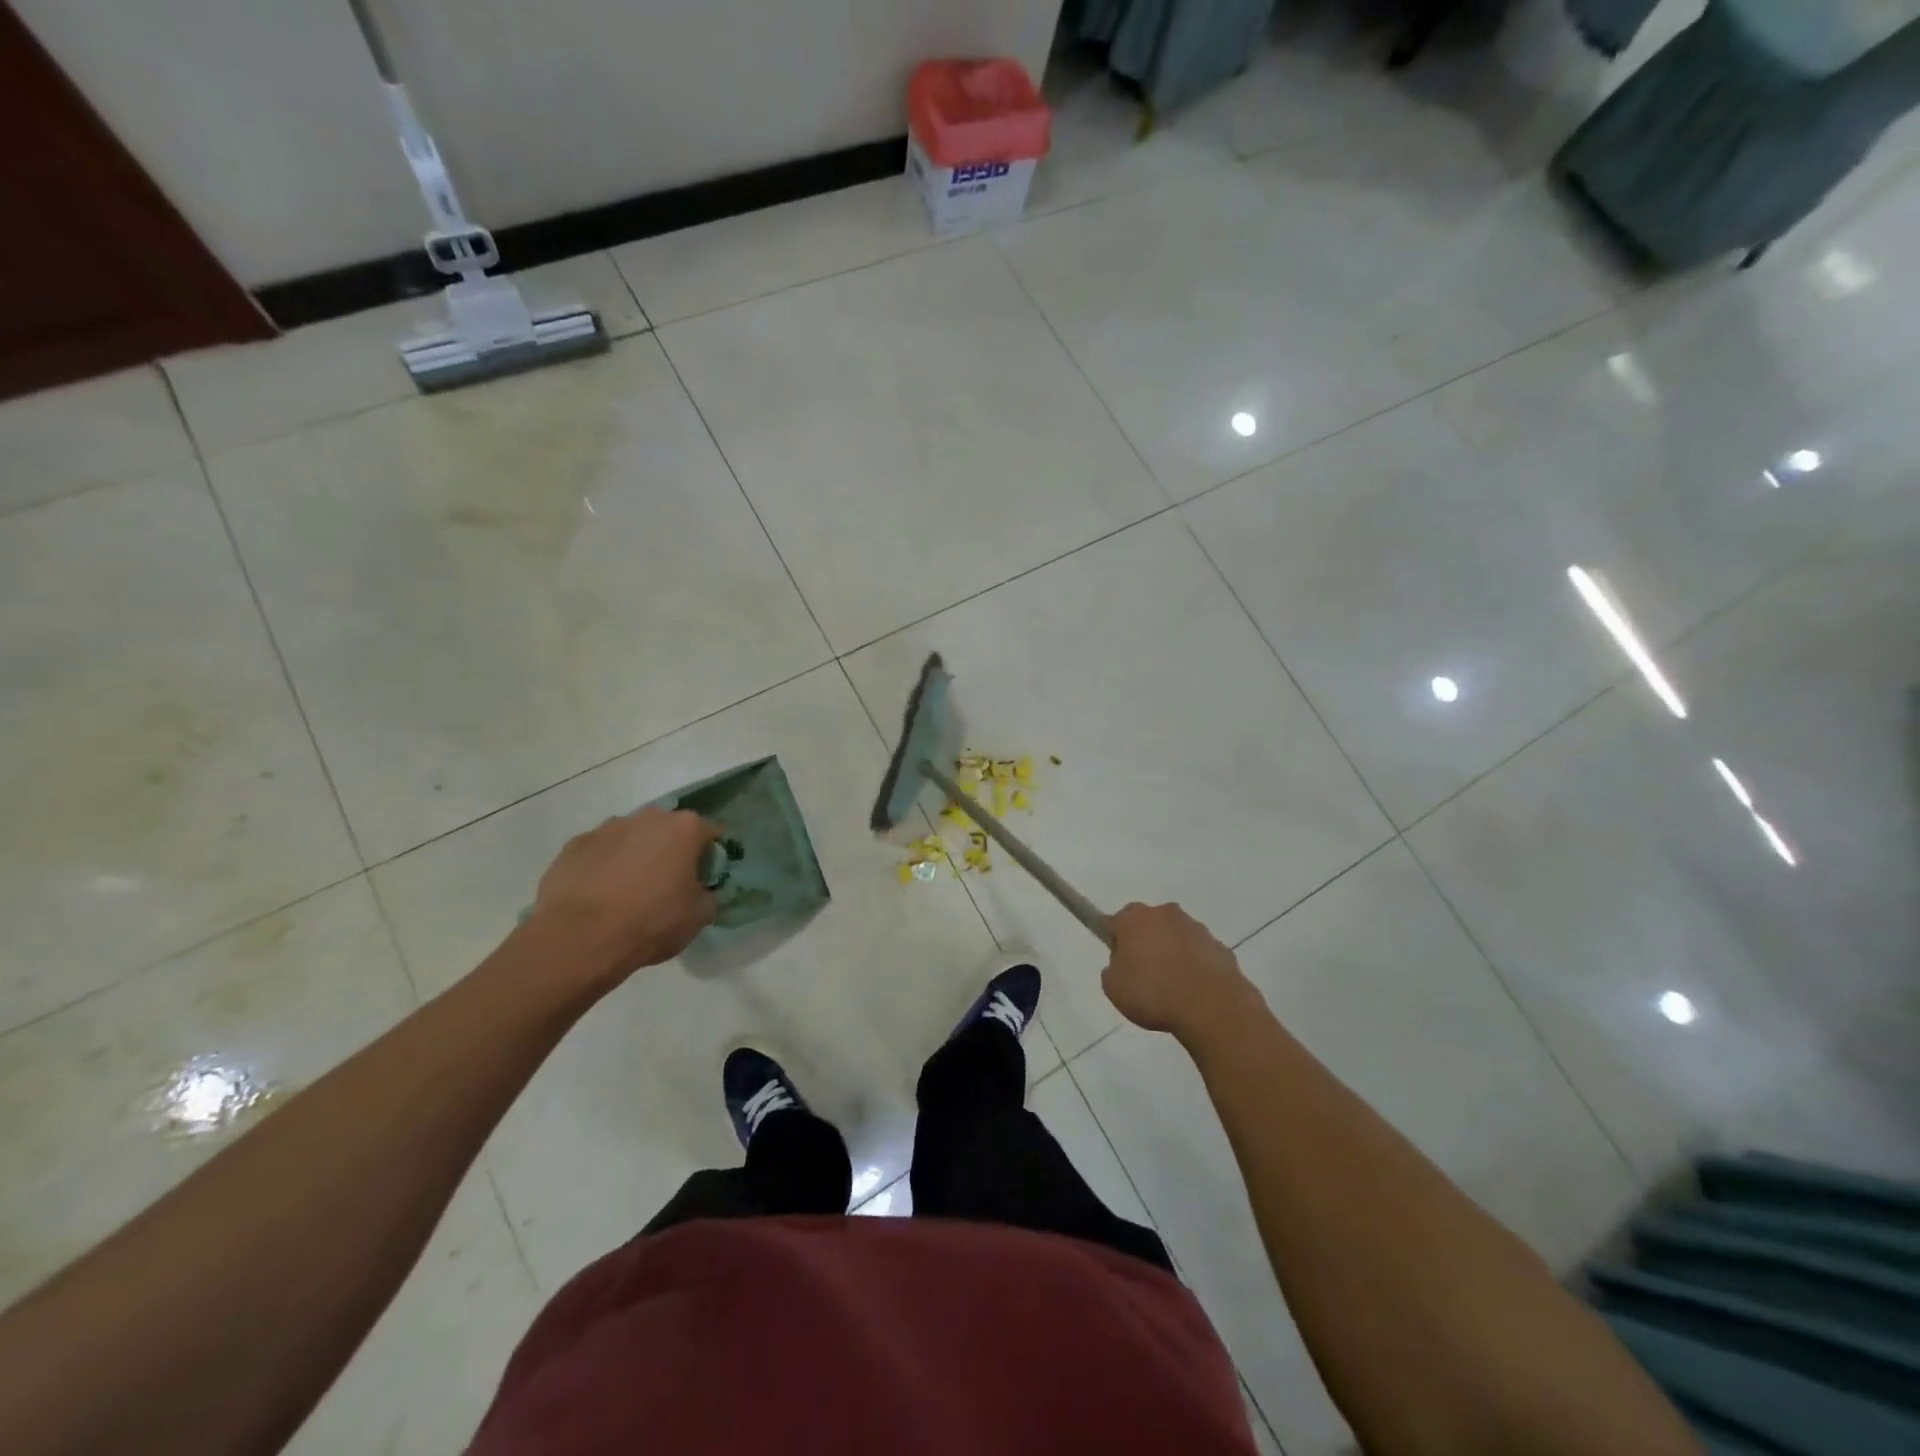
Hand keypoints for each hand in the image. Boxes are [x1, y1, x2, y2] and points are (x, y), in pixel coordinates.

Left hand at [527, 808, 720, 986]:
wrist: (577, 938)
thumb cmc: (649, 922)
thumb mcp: (698, 917)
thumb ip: (708, 896)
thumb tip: (702, 893)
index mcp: (684, 828)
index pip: (710, 833)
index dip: (710, 857)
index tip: (704, 880)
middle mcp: (648, 817)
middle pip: (668, 829)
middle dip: (671, 851)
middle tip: (667, 884)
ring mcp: (607, 828)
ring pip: (631, 838)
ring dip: (635, 855)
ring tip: (627, 892)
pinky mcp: (574, 844)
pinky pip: (599, 852)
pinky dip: (603, 866)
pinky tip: (598, 895)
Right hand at [1102, 902, 1257, 1040]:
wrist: (1211, 1006)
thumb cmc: (1153, 993)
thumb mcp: (1114, 989)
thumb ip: (1113, 970)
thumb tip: (1122, 964)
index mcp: (1132, 918)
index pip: (1114, 923)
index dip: (1114, 942)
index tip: (1118, 963)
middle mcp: (1163, 913)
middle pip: (1147, 925)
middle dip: (1144, 944)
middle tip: (1143, 976)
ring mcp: (1195, 927)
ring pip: (1175, 937)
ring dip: (1171, 953)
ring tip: (1172, 988)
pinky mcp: (1219, 945)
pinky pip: (1199, 953)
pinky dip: (1194, 966)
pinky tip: (1194, 991)